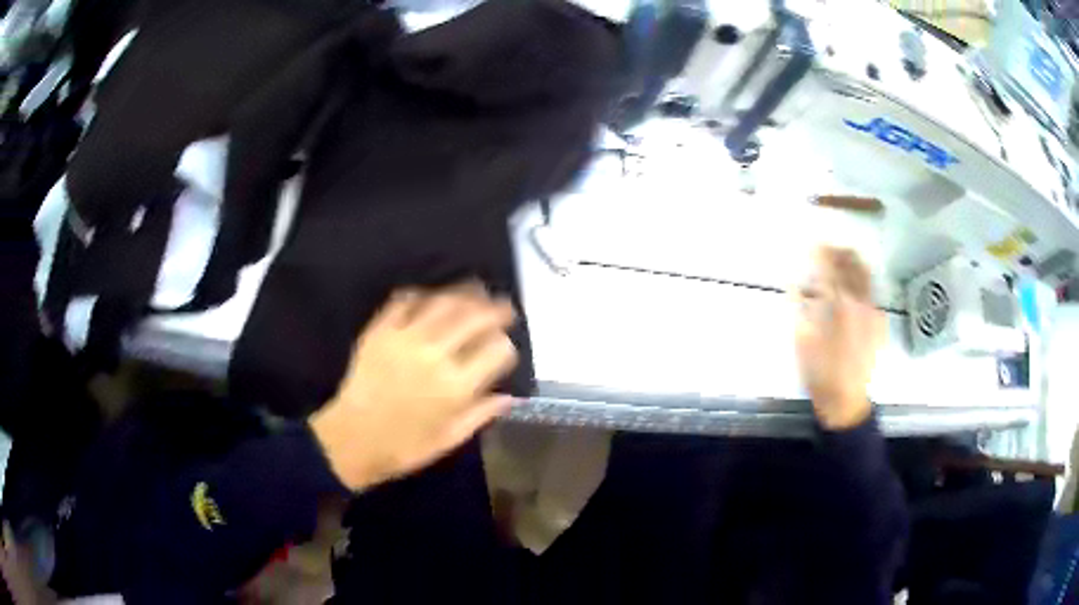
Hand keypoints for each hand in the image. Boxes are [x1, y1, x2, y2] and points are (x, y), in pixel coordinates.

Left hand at [309, 285, 517, 490]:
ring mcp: (405, 338)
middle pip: (474, 318)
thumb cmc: (404, 447)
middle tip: (503, 305)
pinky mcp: (380, 331)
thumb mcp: (449, 439)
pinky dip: (422, 294)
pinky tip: (431, 296)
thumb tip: (508, 397)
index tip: (505, 347)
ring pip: (443, 302)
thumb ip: (480, 415)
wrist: (352, 440)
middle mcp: (435, 355)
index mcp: (456, 386)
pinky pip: (405, 301)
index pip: (496, 350)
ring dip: (463, 293)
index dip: (506, 345)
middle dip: (494, 309)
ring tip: (474, 290)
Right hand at [794, 247, 886, 429]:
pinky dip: (862, 283)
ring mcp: (873, 312)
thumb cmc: (819, 372)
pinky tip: (855, 288)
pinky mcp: (879, 323)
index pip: (830, 268)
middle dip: (841, 252)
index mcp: (839, 305)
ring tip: (844, 256)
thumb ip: (798, 306)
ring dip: (854, 263)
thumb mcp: (801, 339)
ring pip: (866, 277)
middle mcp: (860, 303)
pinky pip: (872, 294)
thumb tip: (793, 281)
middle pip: (853, 266)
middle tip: (829, 245)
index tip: (814, 242)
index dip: (822, 252)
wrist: (846, 399)